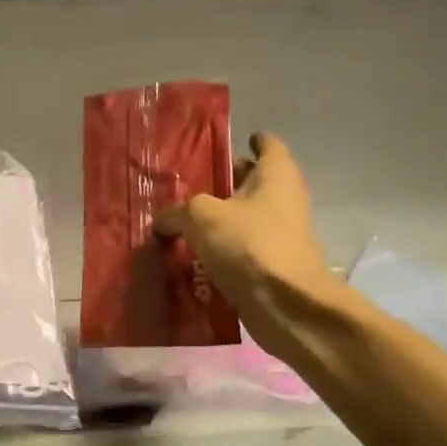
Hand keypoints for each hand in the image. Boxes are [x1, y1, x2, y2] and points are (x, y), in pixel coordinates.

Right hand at [155, 133, 337, 339]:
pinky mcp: (271, 264)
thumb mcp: (200, 217)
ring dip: (220, 219)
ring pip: (244, 217)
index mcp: (275, 175)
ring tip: (182, 221)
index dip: (248, 141)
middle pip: (252, 182)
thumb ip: (176, 212)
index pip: (267, 145)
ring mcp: (280, 233)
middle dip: (225, 181)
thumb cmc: (248, 244)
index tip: (224, 144)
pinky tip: (193, 255)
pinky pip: (241, 248)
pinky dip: (222, 248)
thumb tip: (162, 221)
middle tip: (189, 183)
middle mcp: (283, 199)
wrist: (285, 304)